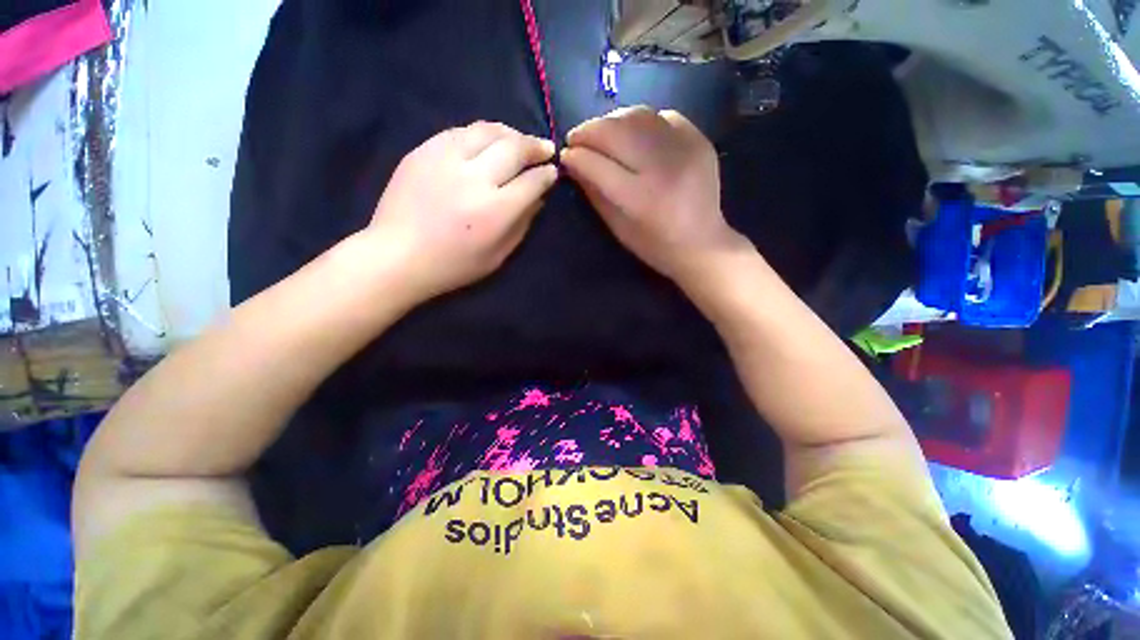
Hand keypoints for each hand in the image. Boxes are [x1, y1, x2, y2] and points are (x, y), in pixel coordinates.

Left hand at [365, 121, 556, 301]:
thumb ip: (522, 225)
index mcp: (496, 211)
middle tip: (544, 148)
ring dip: (511, 133)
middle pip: (514, 148)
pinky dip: (481, 133)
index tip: (552, 172)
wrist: (397, 255)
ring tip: (519, 140)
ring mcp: (446, 159)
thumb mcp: (497, 256)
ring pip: (488, 131)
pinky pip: (460, 131)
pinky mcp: (424, 150)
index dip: (547, 175)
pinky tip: (487, 140)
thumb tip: (538, 198)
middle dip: (535, 146)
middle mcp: (475, 178)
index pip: (532, 181)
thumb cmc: (453, 265)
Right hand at [561, 106, 743, 285]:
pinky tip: (634, 135)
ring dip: (611, 121)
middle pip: (616, 131)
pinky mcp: (699, 140)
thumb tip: (572, 163)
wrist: (702, 243)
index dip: (576, 156)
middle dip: (588, 131)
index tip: (565, 155)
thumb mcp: (618, 228)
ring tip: (602, 133)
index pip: (597, 164)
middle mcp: (662, 167)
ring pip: (638, 115)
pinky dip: (641, 122)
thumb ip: (594, 193)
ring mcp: (684, 149)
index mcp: (640, 198)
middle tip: (577, 138)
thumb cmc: (654, 245)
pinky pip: (662, 117)